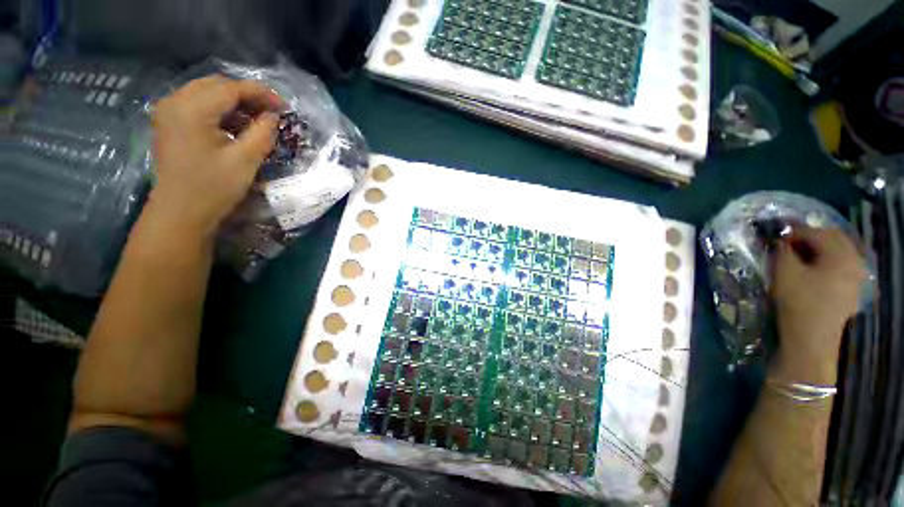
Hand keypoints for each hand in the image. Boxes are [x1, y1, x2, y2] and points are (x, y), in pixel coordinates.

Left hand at [148, 76, 282, 237]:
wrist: (180, 212)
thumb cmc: (213, 188)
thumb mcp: (245, 160)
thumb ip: (262, 133)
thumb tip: (273, 116)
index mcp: (192, 109)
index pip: (231, 88)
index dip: (261, 93)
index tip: (285, 107)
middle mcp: (175, 101)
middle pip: (217, 85)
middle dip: (247, 95)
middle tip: (271, 113)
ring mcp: (168, 111)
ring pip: (207, 92)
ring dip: (234, 102)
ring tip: (257, 120)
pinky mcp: (169, 122)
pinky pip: (197, 104)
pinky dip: (220, 110)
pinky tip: (235, 125)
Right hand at [771, 226, 867, 377]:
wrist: (811, 340)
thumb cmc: (798, 302)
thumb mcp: (783, 272)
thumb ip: (781, 249)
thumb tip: (778, 237)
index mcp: (841, 254)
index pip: (816, 232)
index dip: (793, 231)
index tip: (774, 235)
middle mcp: (855, 261)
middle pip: (833, 238)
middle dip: (809, 237)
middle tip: (786, 244)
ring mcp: (857, 278)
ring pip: (839, 252)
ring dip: (818, 249)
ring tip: (798, 256)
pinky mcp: (853, 291)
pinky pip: (841, 267)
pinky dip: (826, 262)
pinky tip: (813, 271)